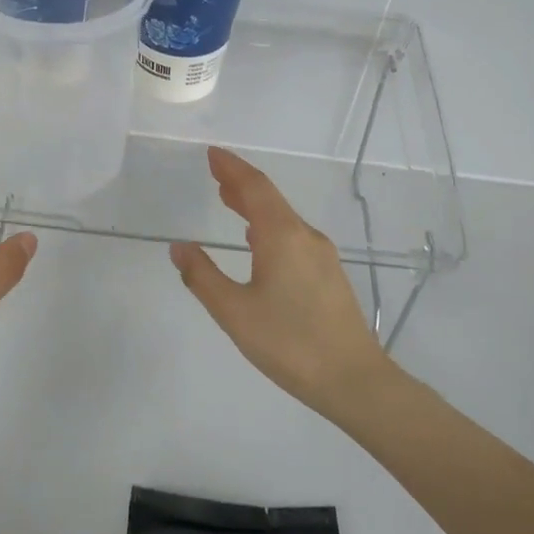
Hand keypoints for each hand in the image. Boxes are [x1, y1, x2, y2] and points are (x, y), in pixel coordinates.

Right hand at [170, 148, 388, 411]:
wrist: (353, 379)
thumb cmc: (289, 343)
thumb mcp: (234, 312)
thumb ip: (203, 277)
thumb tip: (179, 247)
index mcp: (282, 237)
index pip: (255, 188)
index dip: (232, 168)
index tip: (212, 154)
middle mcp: (305, 237)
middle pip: (270, 199)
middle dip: (241, 184)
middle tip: (216, 174)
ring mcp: (322, 256)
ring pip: (283, 219)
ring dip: (255, 206)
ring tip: (229, 201)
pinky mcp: (329, 276)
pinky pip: (293, 237)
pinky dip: (269, 227)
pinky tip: (259, 243)